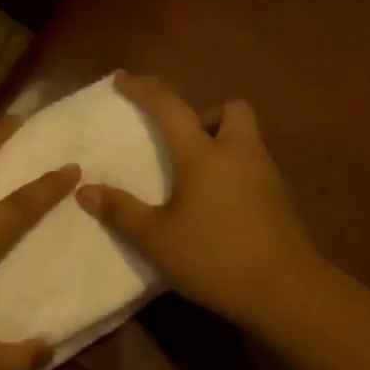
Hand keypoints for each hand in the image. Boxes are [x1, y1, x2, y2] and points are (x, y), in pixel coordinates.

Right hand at [76, 73, 320, 328]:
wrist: (284, 289)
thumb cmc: (213, 257)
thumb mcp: (156, 239)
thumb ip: (121, 211)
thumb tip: (85, 190)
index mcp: (204, 155)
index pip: (170, 107)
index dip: (144, 90)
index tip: (124, 79)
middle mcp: (239, 153)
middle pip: (230, 109)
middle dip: (204, 116)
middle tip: (182, 145)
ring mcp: (266, 175)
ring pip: (245, 138)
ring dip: (221, 144)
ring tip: (195, 180)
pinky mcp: (280, 199)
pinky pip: (254, 167)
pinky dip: (234, 172)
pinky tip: (218, 206)